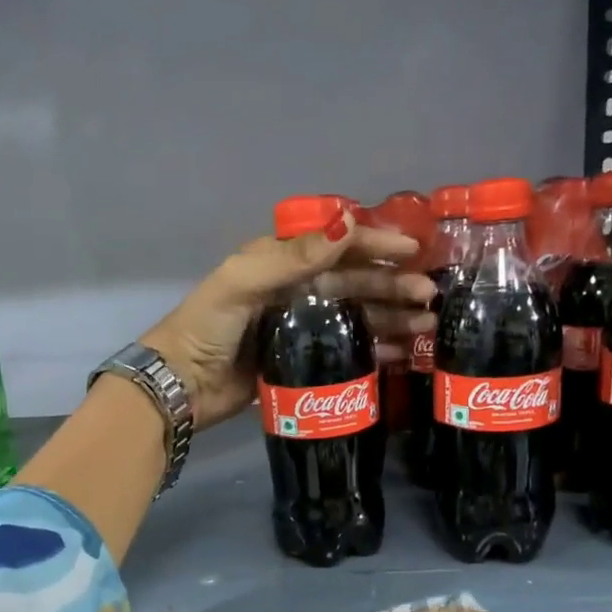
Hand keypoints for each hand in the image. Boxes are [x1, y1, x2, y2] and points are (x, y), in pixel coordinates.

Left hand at [139, 213, 430, 428]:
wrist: (182, 386)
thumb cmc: (207, 327)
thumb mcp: (242, 283)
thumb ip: (292, 257)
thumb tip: (348, 224)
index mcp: (281, 264)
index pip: (336, 246)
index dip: (375, 245)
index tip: (413, 249)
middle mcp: (296, 291)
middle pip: (354, 283)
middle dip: (393, 286)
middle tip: (430, 296)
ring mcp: (302, 328)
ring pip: (357, 317)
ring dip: (393, 319)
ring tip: (428, 326)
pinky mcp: (305, 363)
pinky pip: (349, 351)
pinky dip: (376, 351)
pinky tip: (403, 354)